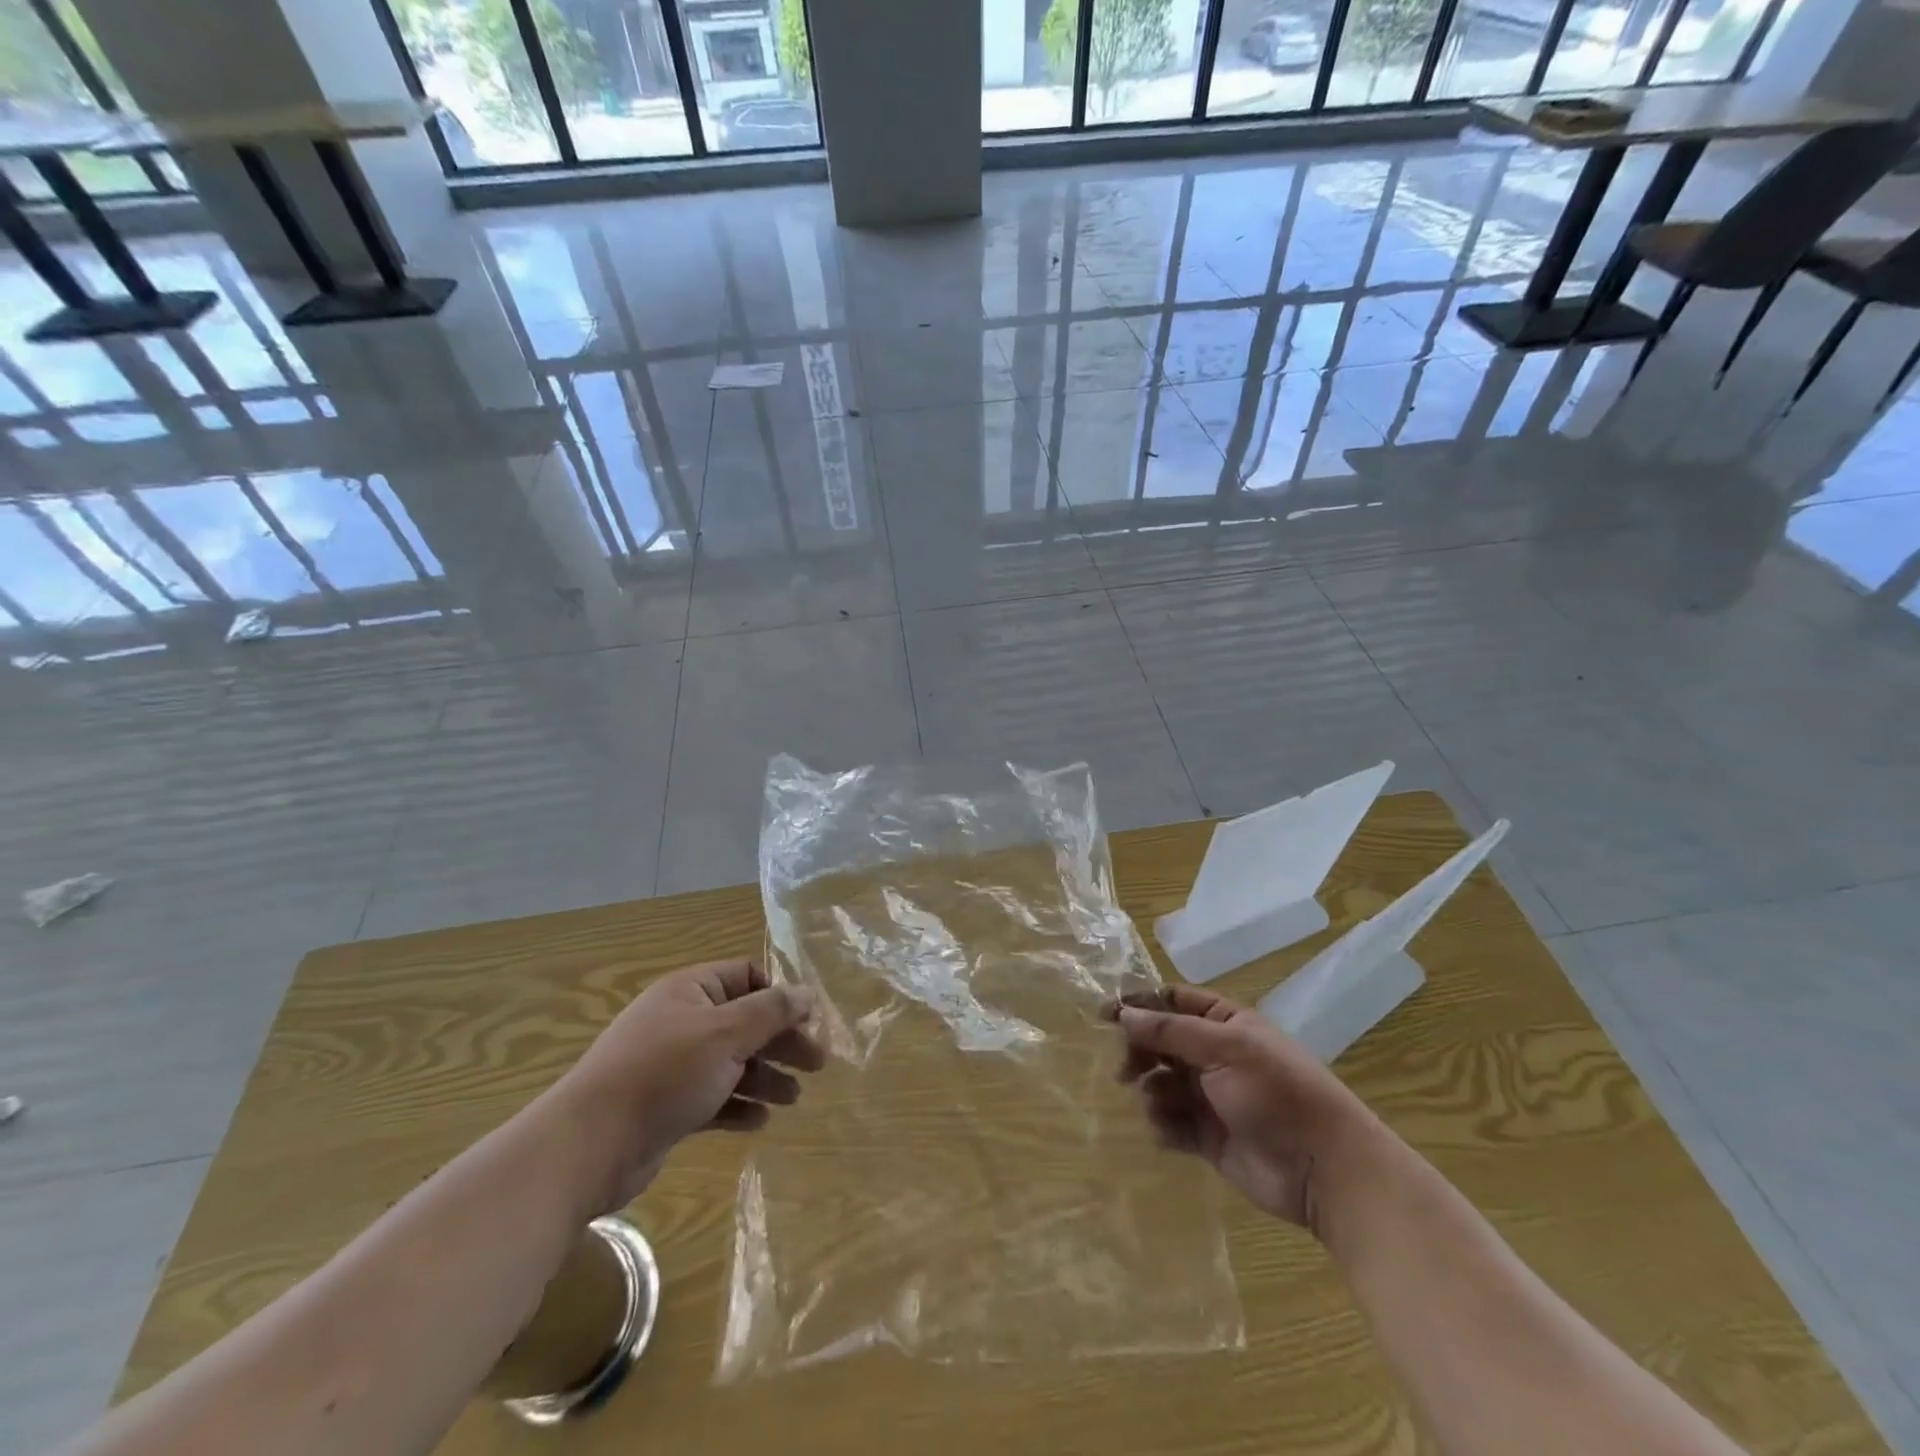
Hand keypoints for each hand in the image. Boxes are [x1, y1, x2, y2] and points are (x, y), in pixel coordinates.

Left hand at [550, 959, 824, 1210]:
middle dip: (780, 1042)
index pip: (746, 977)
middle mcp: (681, 1021)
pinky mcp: (666, 1106)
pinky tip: (759, 1122)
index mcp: (691, 990)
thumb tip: (808, 992)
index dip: (780, 996)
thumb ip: (772, 1011)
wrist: (590, 1145)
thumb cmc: (665, 1073)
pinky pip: (712, 1097)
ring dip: (764, 1077)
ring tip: (793, 1099)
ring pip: (731, 1062)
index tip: (809, 1021)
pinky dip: (738, 1105)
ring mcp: (671, 1065)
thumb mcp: (727, 1034)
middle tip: (816, 1065)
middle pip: (744, 1022)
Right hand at [1114, 985, 1378, 1231]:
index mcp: (1224, 1023)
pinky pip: (1170, 1122)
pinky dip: (1163, 1125)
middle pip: (1160, 1042)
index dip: (1139, 1005)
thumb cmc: (1275, 1093)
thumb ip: (1169, 1031)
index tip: (1104, 1016)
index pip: (1172, 1001)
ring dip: (1151, 1092)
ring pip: (1160, 1083)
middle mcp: (1214, 1055)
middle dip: (1139, 1053)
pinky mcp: (1207, 1137)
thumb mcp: (1223, 1049)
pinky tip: (1169, 1133)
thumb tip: (1123, 1013)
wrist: (1323, 1169)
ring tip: (1159, 1106)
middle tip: (1124, 1070)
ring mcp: (1210, 1097)